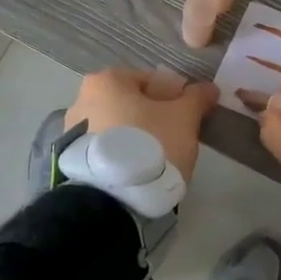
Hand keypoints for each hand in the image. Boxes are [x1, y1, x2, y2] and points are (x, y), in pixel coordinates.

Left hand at [65, 68, 216, 182]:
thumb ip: (197, 99)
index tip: (190, 119)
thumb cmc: (149, 145)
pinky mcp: (72, 160)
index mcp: (107, 80)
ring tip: (157, 161)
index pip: (153, 81)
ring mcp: (72, 131)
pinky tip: (138, 173)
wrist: (109, 200)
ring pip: (119, 128)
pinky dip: (122, 155)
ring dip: (138, 138)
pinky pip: (106, 149)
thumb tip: (208, 88)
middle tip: (176, 140)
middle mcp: (82, 99)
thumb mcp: (183, 119)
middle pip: (134, 104)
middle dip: (156, 118)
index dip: (177, 98)